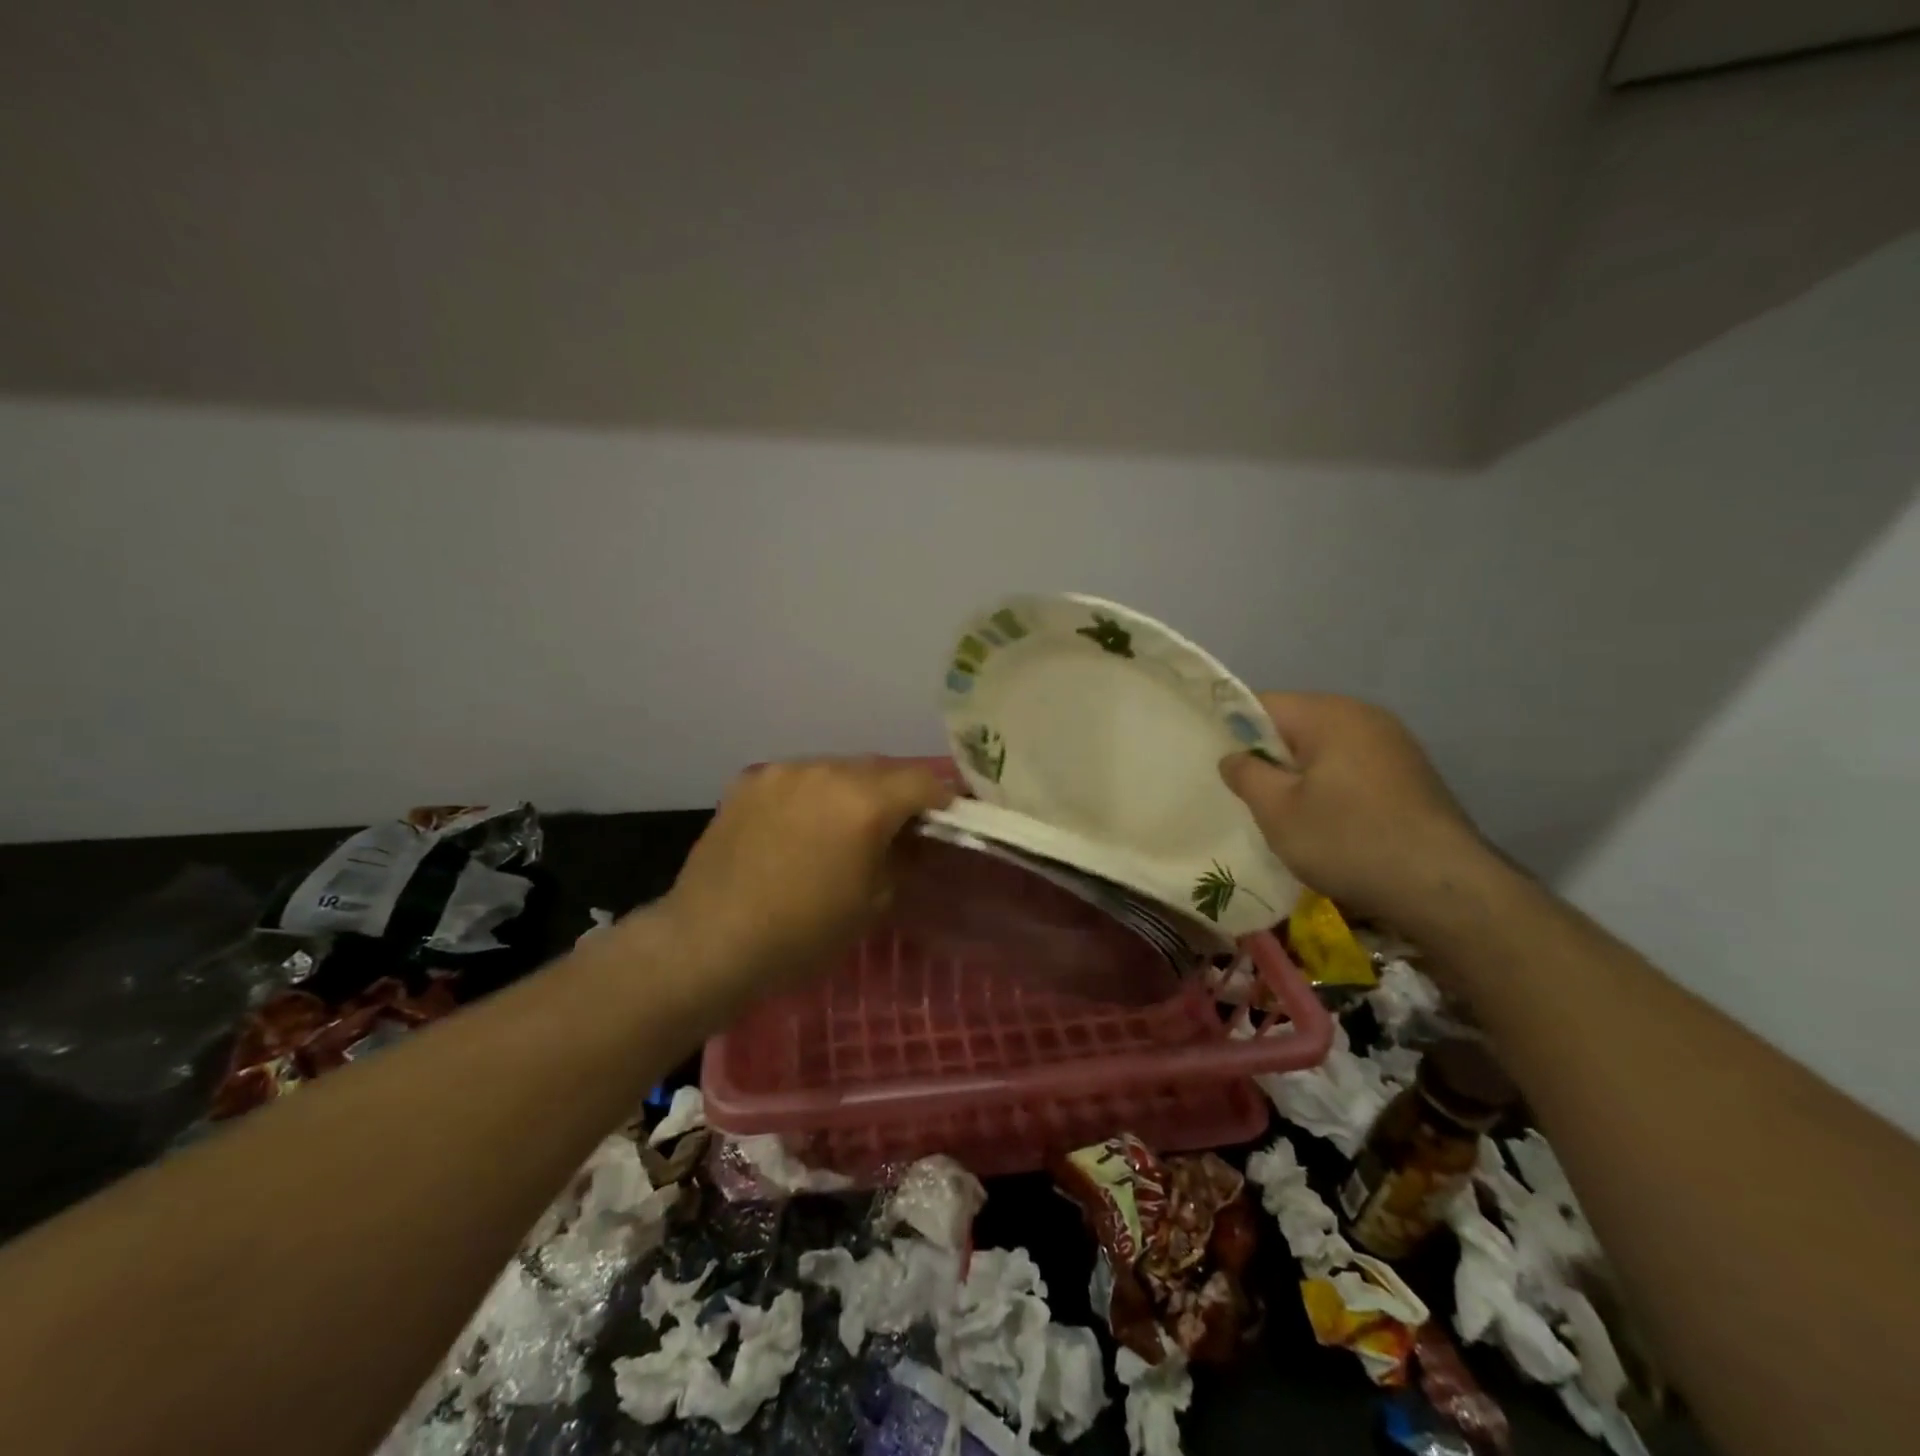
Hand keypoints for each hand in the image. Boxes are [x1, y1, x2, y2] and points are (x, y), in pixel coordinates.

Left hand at [654, 758, 952, 1003]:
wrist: (710, 940)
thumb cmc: (803, 933)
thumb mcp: (872, 903)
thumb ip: (900, 858)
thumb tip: (910, 839)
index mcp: (865, 801)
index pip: (922, 781)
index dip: (942, 798)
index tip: (946, 818)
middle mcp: (826, 771)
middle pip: (880, 768)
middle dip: (896, 791)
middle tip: (898, 823)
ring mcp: (783, 772)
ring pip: (836, 768)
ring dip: (852, 789)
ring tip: (844, 824)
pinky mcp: (749, 781)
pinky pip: (797, 778)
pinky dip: (811, 794)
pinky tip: (800, 826)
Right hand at [1220, 694, 1486, 925]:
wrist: (1444, 888)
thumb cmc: (1347, 840)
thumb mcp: (1277, 811)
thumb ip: (1246, 774)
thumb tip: (1234, 756)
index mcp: (1329, 713)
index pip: (1263, 704)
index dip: (1233, 732)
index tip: (1221, 768)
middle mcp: (1364, 716)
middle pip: (1296, 724)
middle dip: (1269, 755)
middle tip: (1248, 796)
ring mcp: (1394, 744)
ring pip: (1325, 748)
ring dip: (1300, 774)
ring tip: (1285, 813)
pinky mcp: (1411, 774)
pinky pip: (1352, 767)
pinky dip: (1330, 787)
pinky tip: (1327, 823)